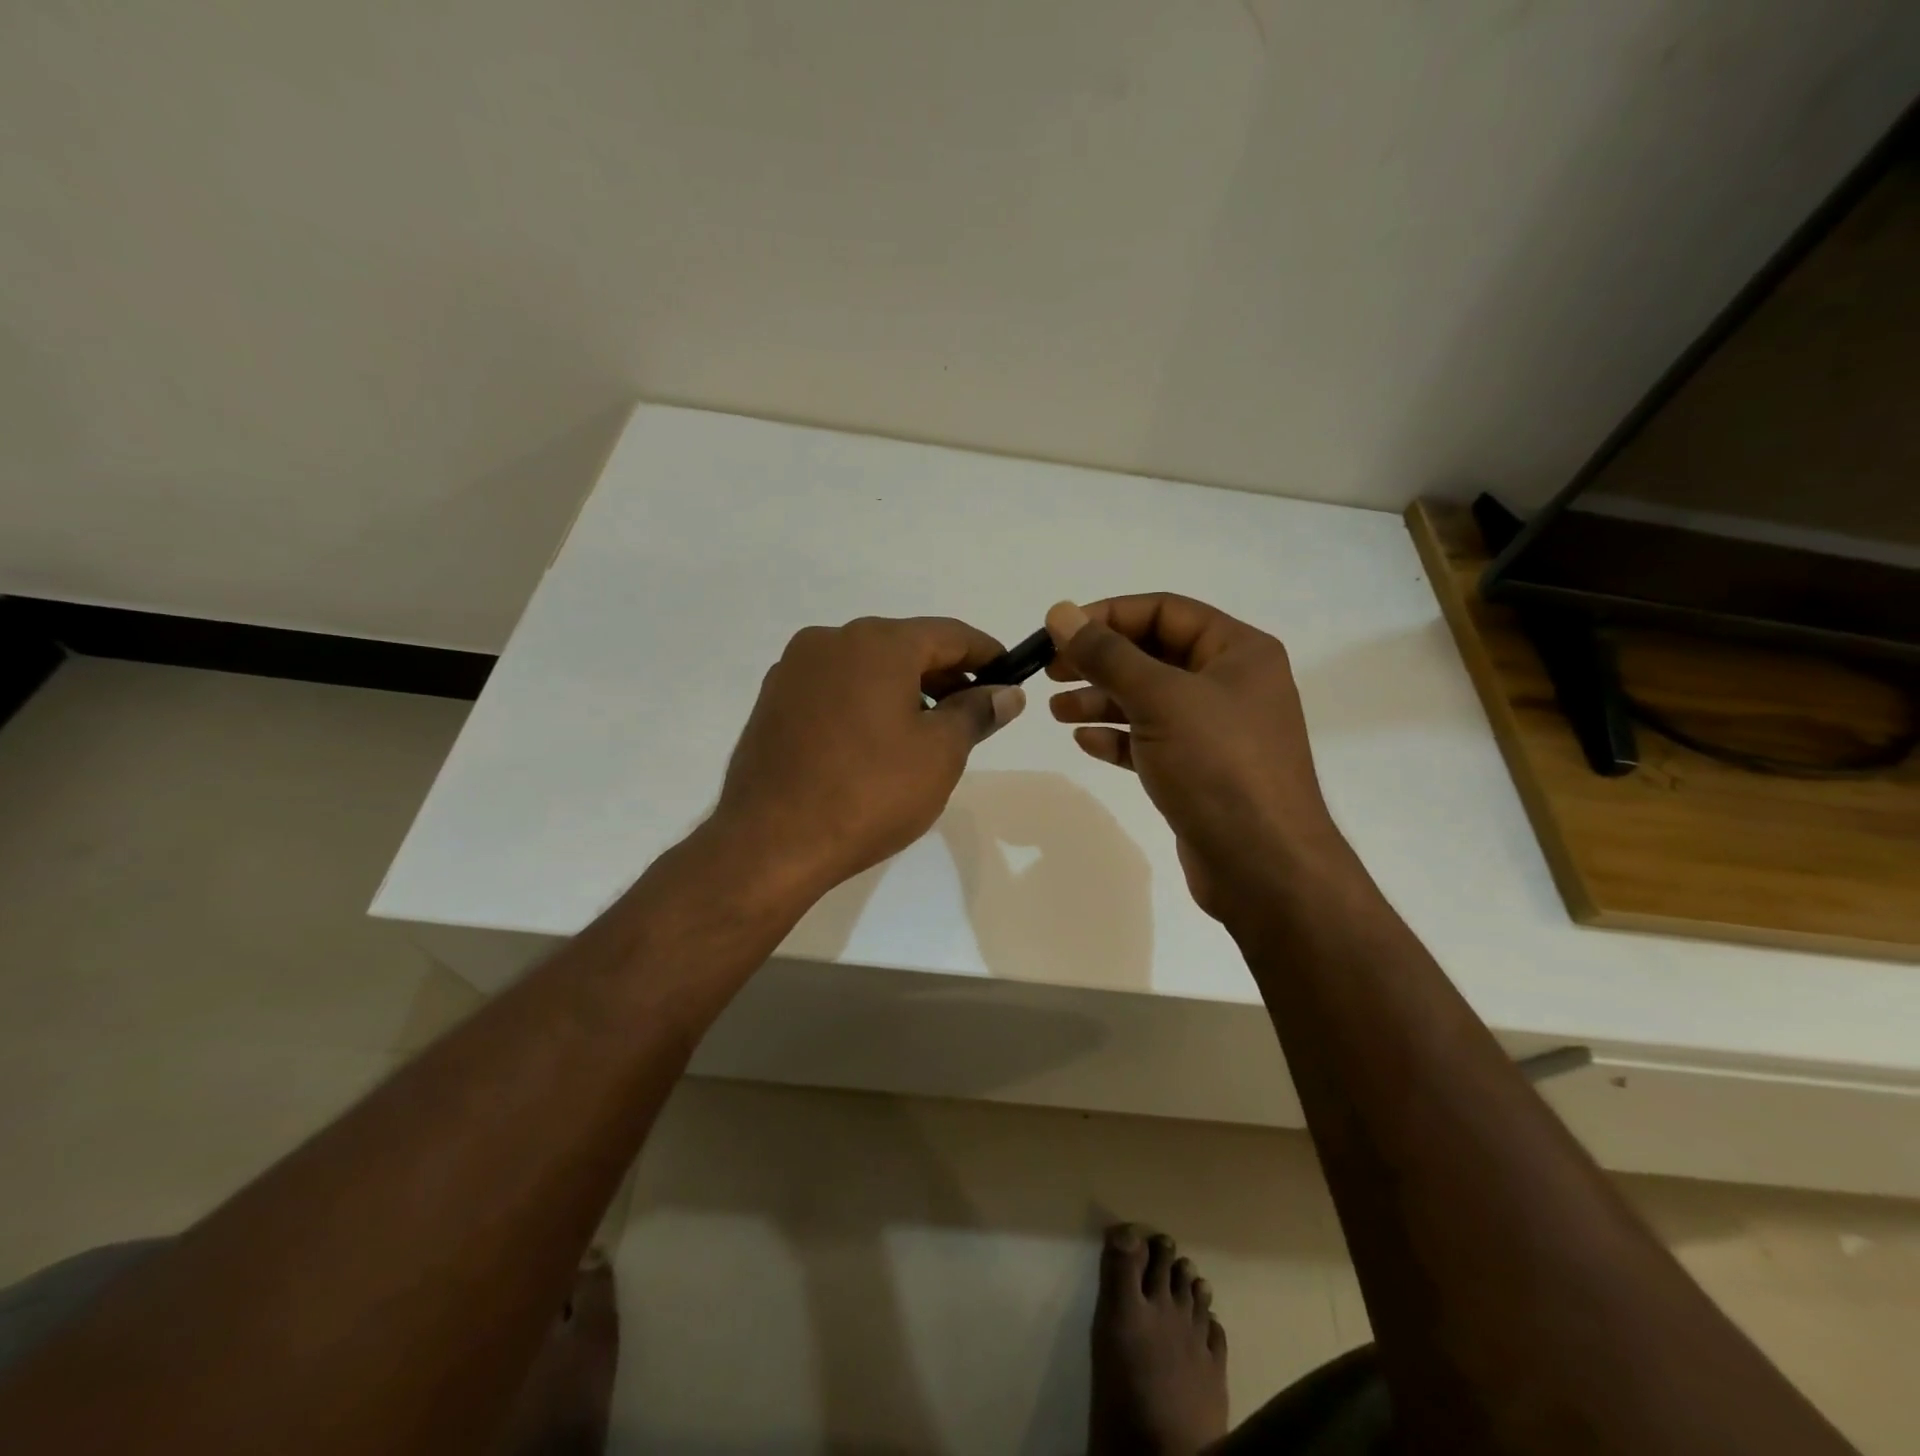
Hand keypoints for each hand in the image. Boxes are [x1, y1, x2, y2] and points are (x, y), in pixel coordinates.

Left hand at [710, 616, 1025, 899]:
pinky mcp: (773, 700)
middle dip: (944, 675)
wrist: (770, 843)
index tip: (1010, 677)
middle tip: (972, 712)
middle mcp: (831, 640)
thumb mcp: (939, 754)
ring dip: (904, 689)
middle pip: (905, 646)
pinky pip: (834, 688)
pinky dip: (865, 702)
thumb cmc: (869, 793)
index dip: (986, 654)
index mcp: (877, 642)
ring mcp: (794, 669)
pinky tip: (875, 743)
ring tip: (926, 733)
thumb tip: (1006, 693)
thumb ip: (976, 712)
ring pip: (866, 667)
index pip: (949, 634)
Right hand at [1044, 595, 1341, 916]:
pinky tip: (1085, 742)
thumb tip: (1060, 612)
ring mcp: (1216, 730)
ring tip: (1056, 710)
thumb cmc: (1218, 766)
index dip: (1108, 615)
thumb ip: (1107, 654)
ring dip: (1101, 700)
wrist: (1264, 866)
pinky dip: (1118, 737)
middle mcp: (1230, 683)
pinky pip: (1152, 741)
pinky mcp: (1200, 771)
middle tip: (1049, 671)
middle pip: (1154, 654)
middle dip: (1100, 661)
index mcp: (1237, 651)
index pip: (1165, 611)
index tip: (1058, 632)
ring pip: (1149, 700)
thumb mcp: (1160, 699)